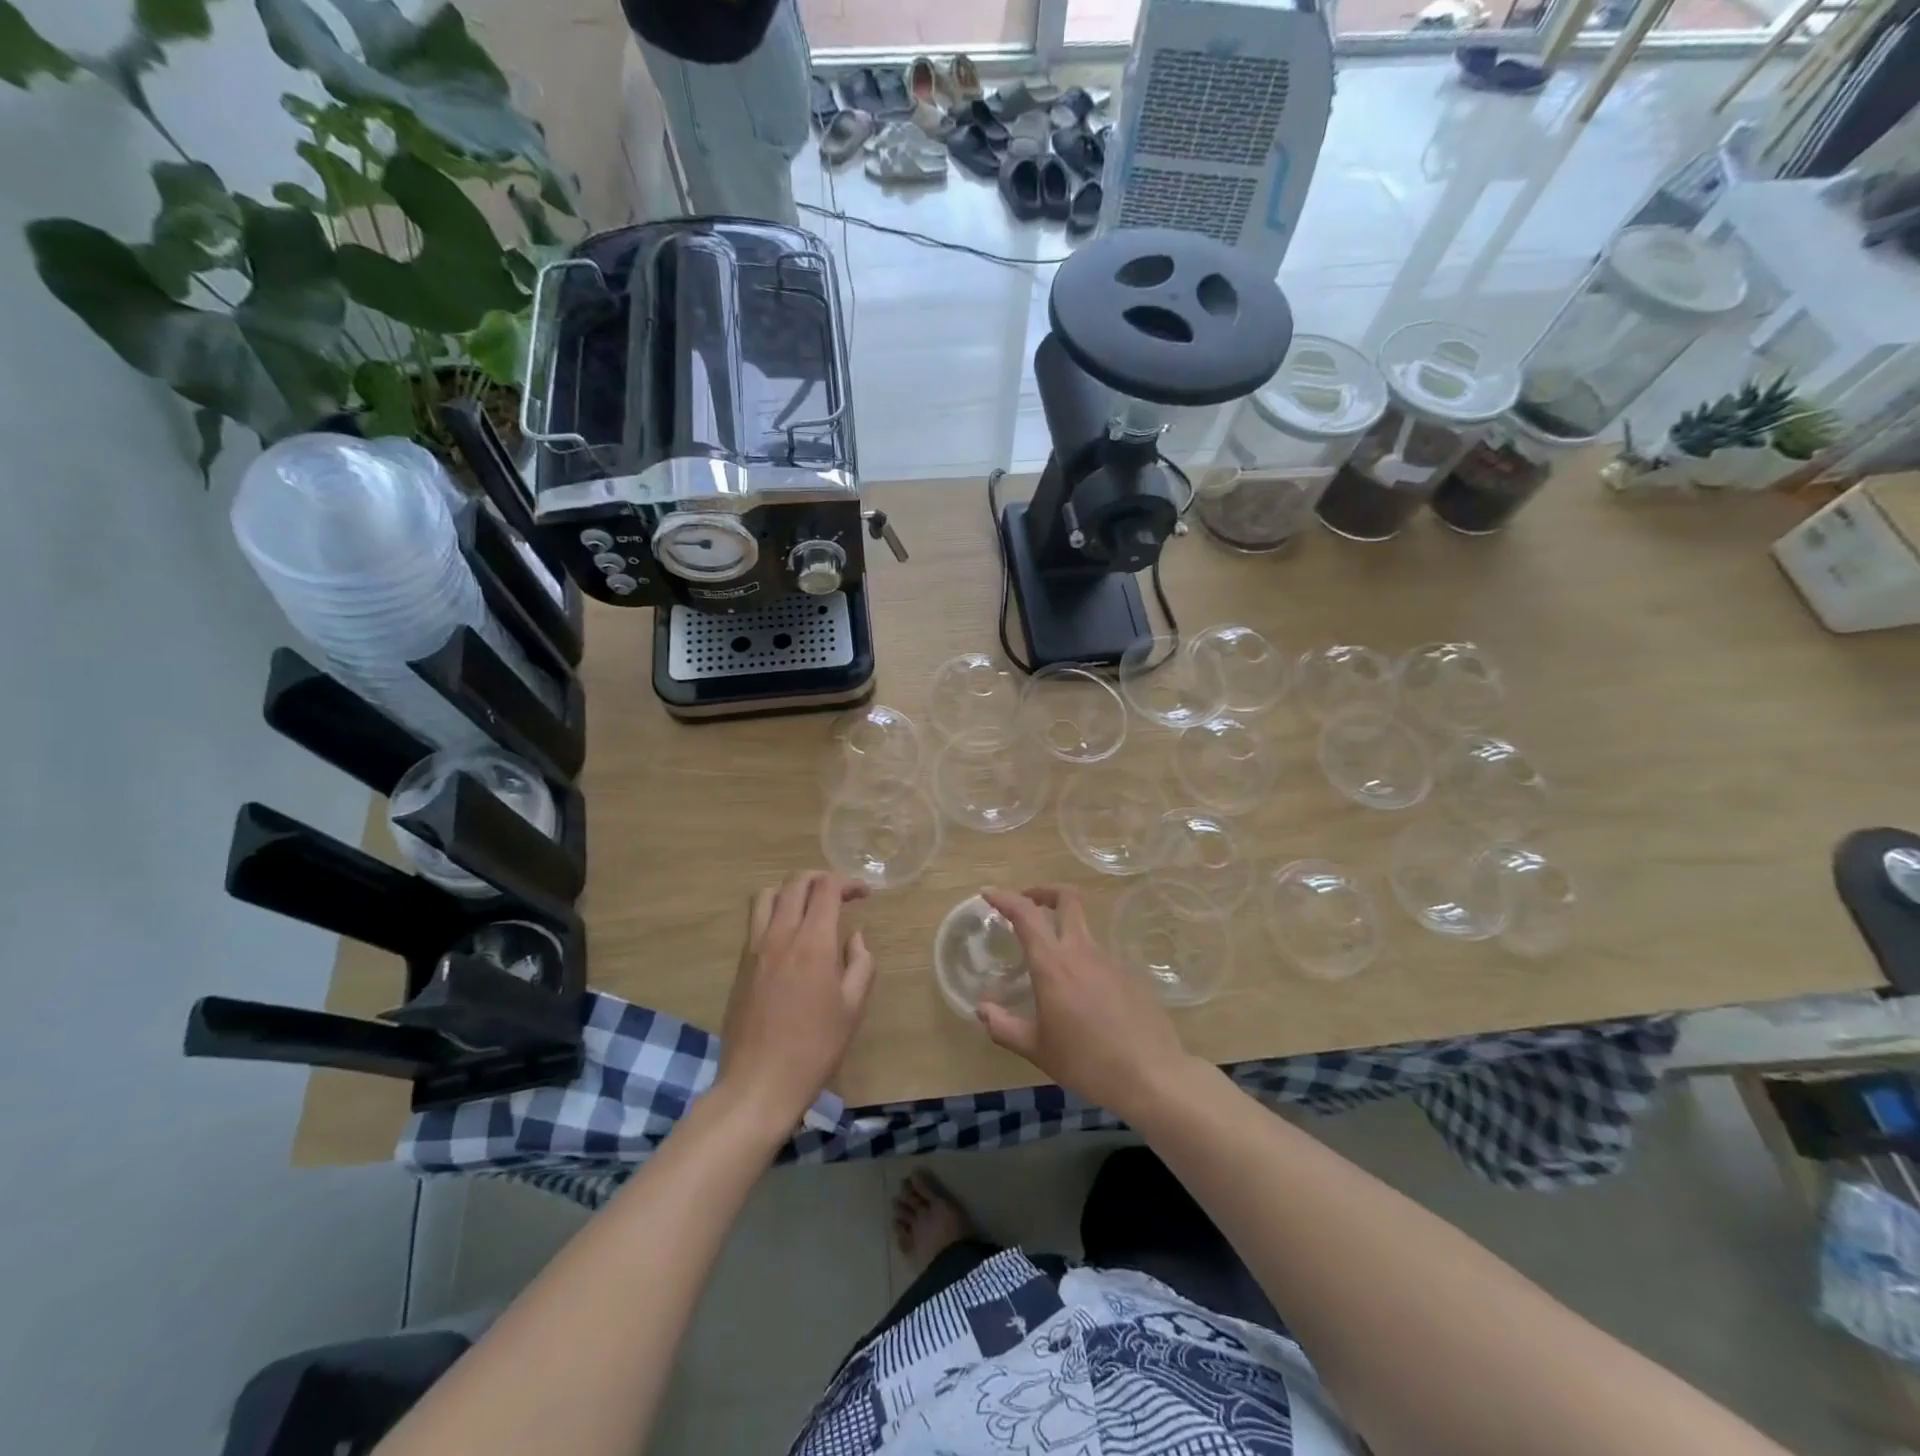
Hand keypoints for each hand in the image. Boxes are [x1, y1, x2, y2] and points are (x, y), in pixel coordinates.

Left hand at [719, 871, 874, 1130]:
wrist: (760, 1082)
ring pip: (767, 895)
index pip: (826, 888)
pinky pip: (755, 921)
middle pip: (796, 883)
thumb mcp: (853, 1007)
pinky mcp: (740, 965)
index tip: (863, 895)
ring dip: (791, 891)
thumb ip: (860, 964)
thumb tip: (855, 938)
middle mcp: (780, 935)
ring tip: (808, 908)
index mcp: (812, 943)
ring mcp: (755, 948)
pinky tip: (788, 937)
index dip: (847, 883)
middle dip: (820, 879)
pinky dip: (773, 913)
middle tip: (839, 894)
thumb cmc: (815, 1047)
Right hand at [976, 885, 1194, 1118]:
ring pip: (1084, 930)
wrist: (1150, 1075)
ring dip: (1065, 933)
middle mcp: (1082, 951)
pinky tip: (1085, 1000)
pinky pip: (1101, 959)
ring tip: (1053, 969)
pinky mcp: (1131, 975)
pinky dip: (1086, 965)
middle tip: (1028, 903)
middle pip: (1067, 898)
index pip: (1026, 914)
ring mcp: (1111, 960)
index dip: (1005, 898)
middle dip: (1044, 891)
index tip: (989, 894)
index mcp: (1053, 964)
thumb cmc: (1086, 1062)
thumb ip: (1004, 1027)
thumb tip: (983, 1010)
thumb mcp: (1036, 1049)